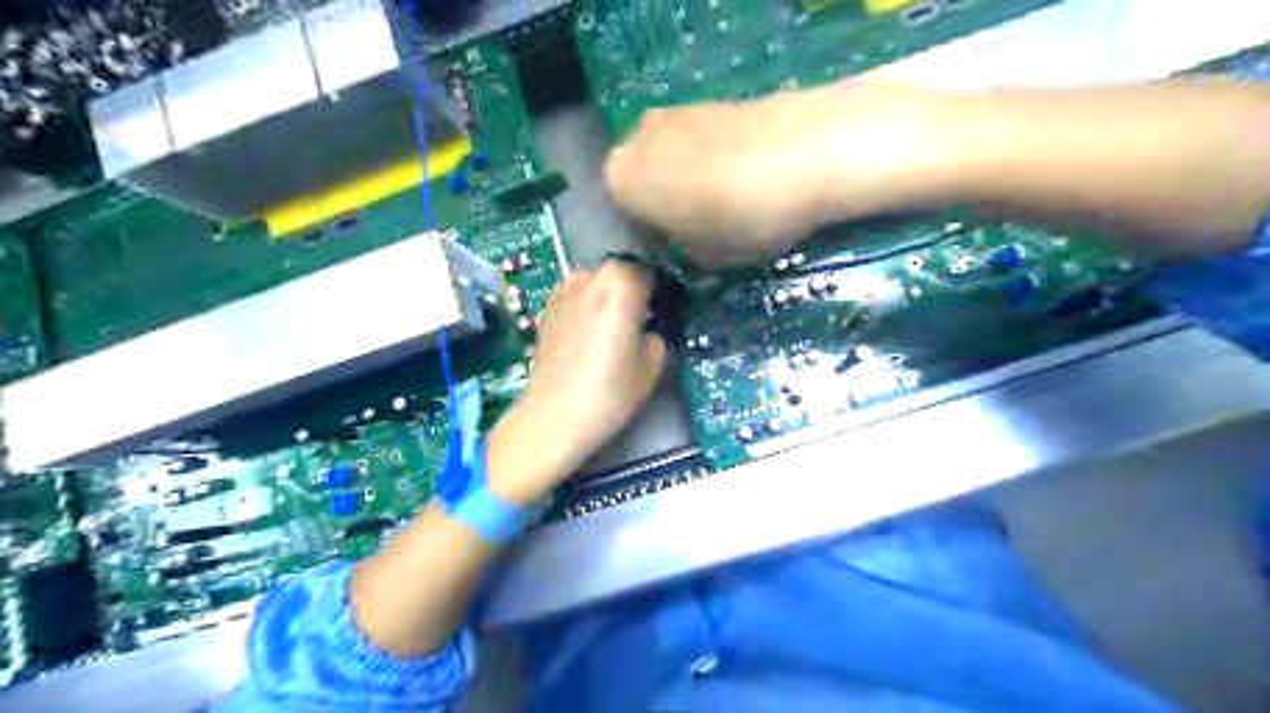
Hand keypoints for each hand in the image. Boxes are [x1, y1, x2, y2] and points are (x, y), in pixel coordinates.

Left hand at [487, 258, 666, 500]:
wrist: (554, 416)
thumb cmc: (610, 390)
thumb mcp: (652, 364)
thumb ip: (656, 333)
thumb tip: (647, 327)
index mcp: (620, 282)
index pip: (650, 274)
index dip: (658, 294)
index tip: (660, 314)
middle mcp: (589, 276)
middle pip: (619, 276)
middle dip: (629, 293)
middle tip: (636, 325)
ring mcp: (562, 290)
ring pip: (594, 285)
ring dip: (604, 299)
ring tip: (607, 334)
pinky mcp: (545, 309)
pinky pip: (574, 299)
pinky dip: (584, 310)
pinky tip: (585, 339)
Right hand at [603, 80, 962, 268]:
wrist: (810, 153)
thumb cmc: (746, 217)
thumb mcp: (707, 258)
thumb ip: (682, 253)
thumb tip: (684, 243)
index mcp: (621, 181)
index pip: (621, 218)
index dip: (649, 240)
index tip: (677, 253)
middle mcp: (635, 139)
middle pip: (640, 182)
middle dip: (661, 206)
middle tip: (697, 229)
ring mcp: (672, 113)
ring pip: (666, 159)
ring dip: (683, 181)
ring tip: (724, 202)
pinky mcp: (708, 100)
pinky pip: (693, 142)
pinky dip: (706, 160)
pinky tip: (739, 176)